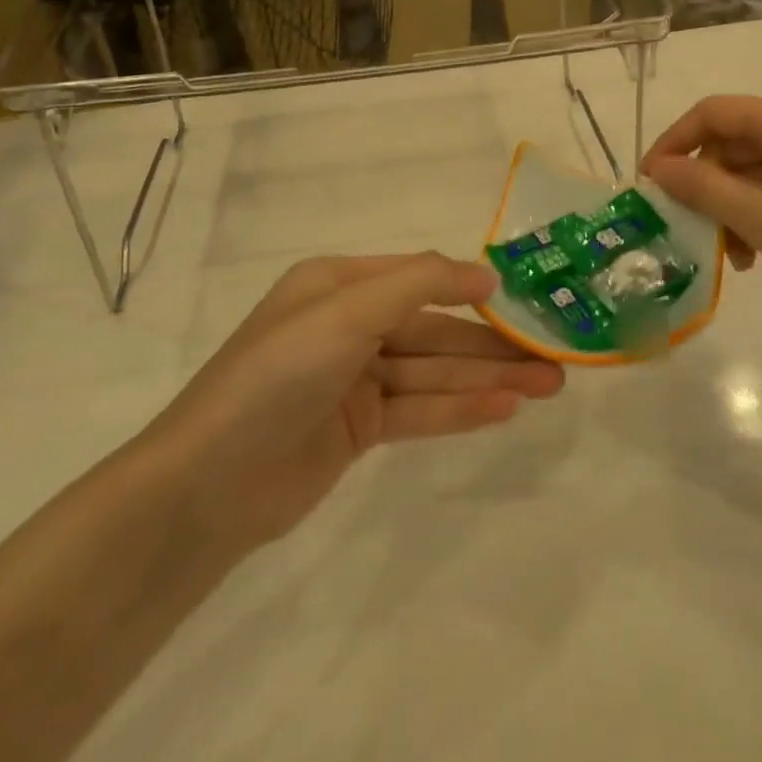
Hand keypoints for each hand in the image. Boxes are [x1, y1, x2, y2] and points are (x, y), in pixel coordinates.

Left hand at [143, 254, 563, 551]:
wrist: (208, 486)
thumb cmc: (277, 376)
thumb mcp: (346, 313)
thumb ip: (420, 284)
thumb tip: (486, 274)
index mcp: (337, 284)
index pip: (419, 277)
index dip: (472, 289)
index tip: (527, 301)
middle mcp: (348, 324)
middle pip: (434, 330)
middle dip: (492, 344)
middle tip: (554, 358)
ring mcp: (354, 378)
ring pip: (433, 372)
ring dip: (488, 378)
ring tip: (548, 386)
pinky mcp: (358, 427)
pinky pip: (419, 410)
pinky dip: (460, 409)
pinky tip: (506, 409)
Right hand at [641, 96, 761, 336]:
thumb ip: (704, 188)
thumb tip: (658, 168)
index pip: (712, 113)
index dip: (673, 142)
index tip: (650, 185)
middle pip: (736, 140)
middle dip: (707, 184)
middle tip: (693, 232)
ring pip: (759, 165)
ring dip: (734, 203)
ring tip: (734, 256)